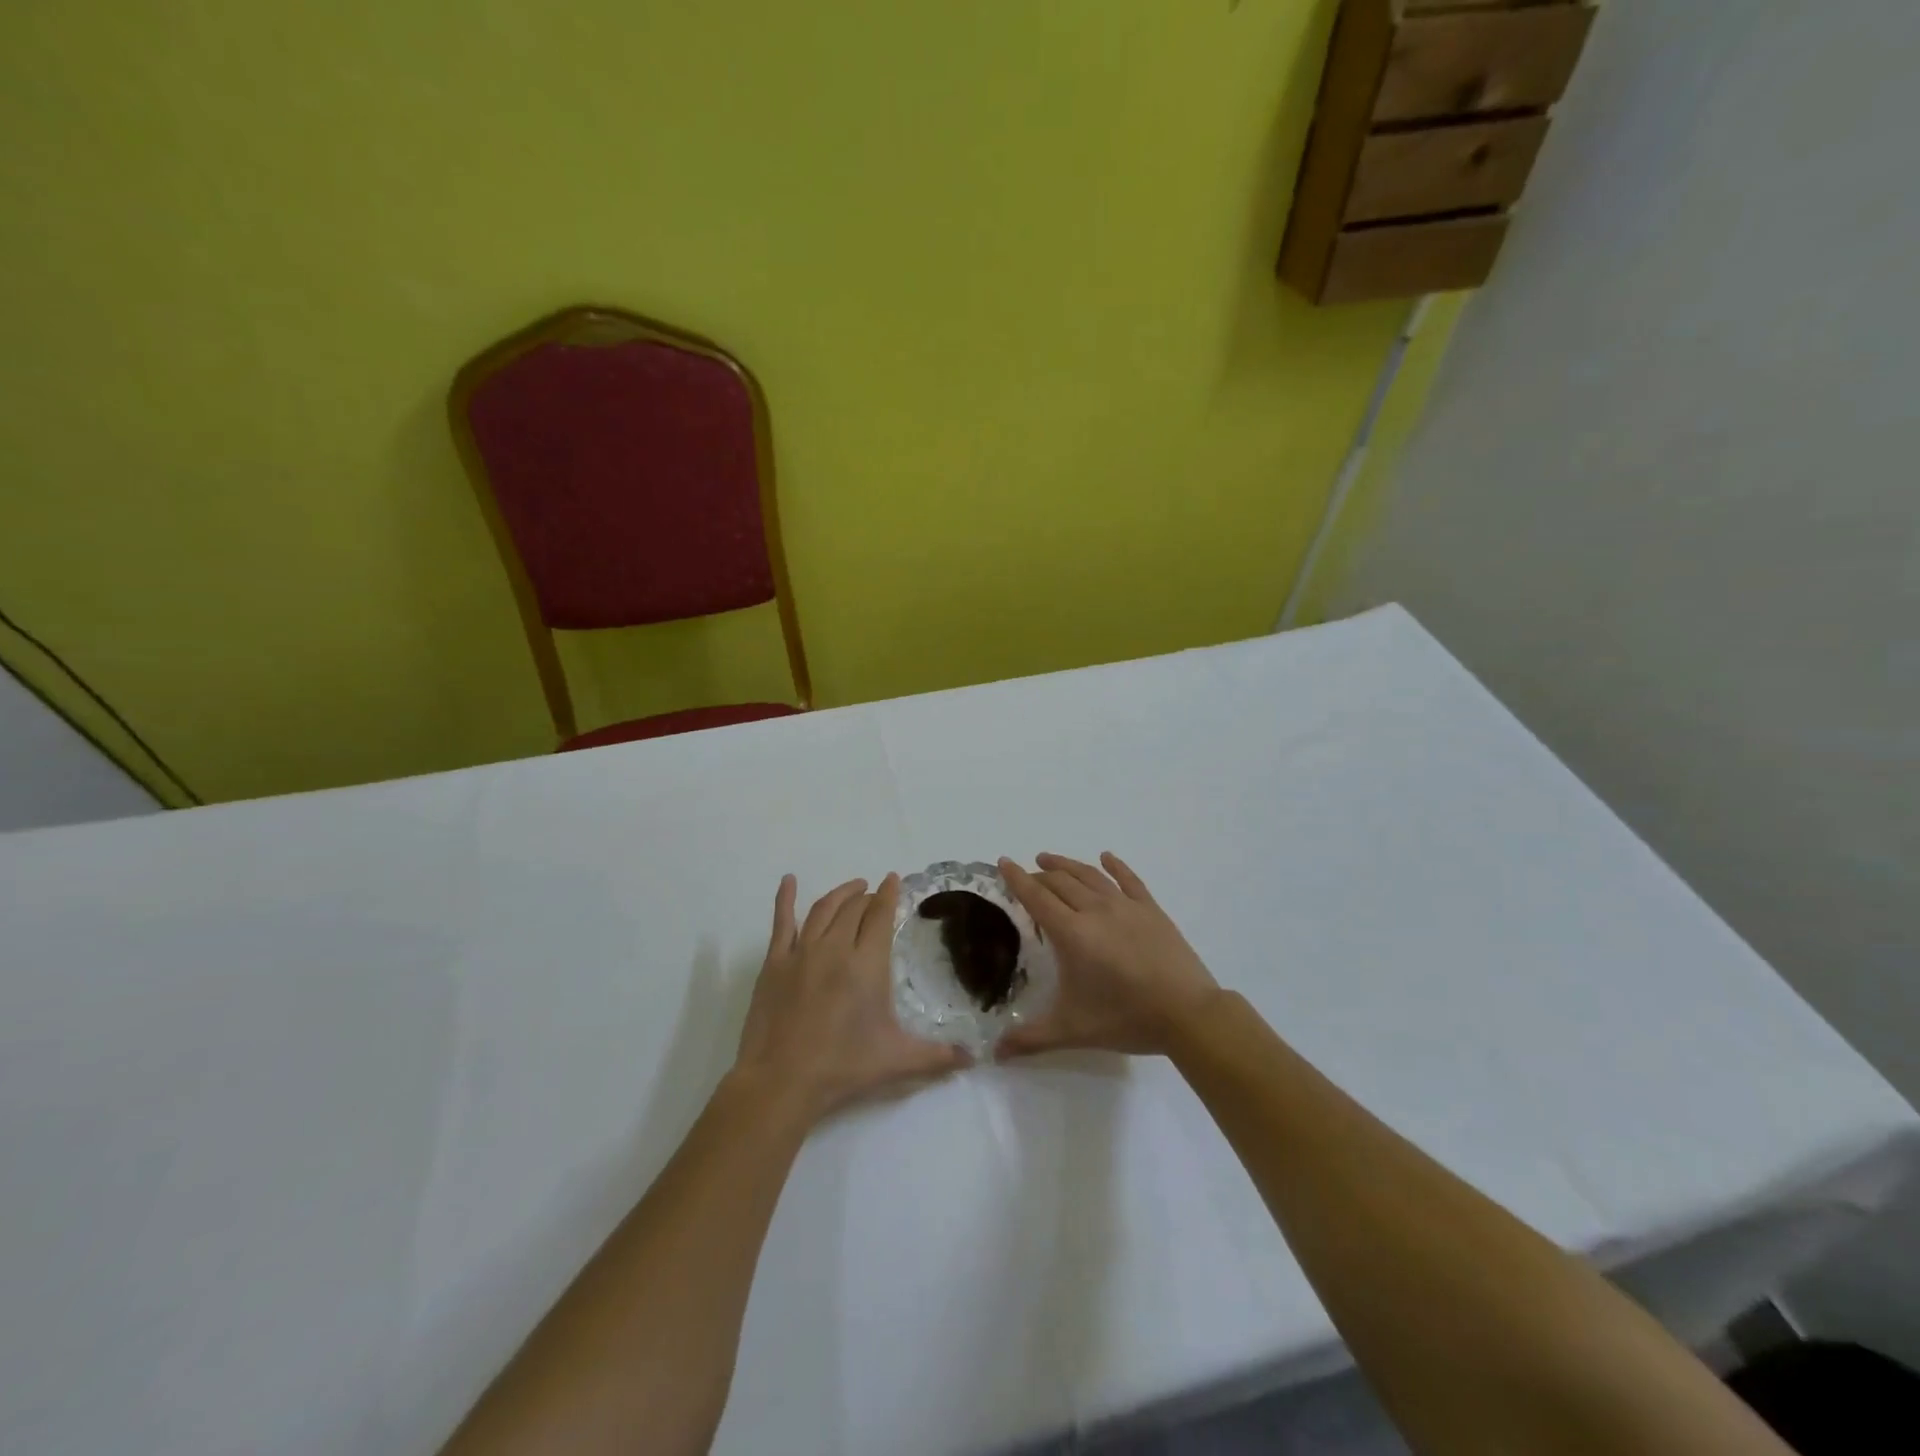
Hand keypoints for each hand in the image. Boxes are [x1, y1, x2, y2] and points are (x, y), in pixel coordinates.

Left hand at [733, 873, 969, 1122]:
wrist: (782, 1080)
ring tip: (853, 887)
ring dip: (841, 893)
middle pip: (854, 908)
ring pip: (823, 909)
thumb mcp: (897, 1060)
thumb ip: (937, 1056)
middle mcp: (836, 948)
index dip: (889, 894)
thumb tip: (973, 1058)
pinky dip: (785, 898)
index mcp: (867, 964)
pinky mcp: (775, 963)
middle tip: (876, 895)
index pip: (880, 915)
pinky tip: (789, 881)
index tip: (894, 880)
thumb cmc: (843, 1067)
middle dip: (868, 896)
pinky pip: (781, 922)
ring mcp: (802, 952)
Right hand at [998, 852, 1220, 1056]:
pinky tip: (1107, 857)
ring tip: (1049, 859)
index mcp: (1072, 933)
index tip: (1003, 862)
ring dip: (1066, 865)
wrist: (1188, 1014)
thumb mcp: (1072, 1030)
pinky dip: (1115, 866)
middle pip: (1060, 882)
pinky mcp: (1151, 909)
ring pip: (1090, 875)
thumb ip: (1030, 1039)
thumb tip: (996, 1054)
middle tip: (1026, 875)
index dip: (1017, 879)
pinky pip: (1129, 880)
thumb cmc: (1125, 1018)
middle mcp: (1095, 910)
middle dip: (1039, 875)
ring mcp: (1126, 906)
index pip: (1036, 897)